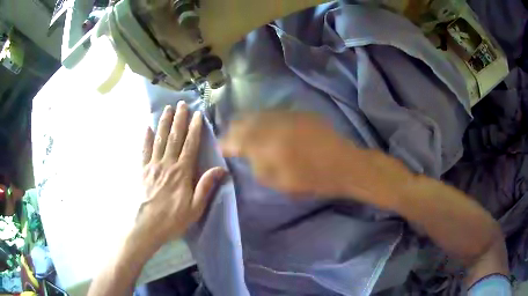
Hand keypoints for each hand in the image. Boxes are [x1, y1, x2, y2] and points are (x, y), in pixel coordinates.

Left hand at [137, 102, 225, 250]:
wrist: (148, 226)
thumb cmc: (173, 219)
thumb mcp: (195, 208)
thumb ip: (206, 186)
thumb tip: (221, 169)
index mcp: (182, 172)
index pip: (190, 145)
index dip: (194, 129)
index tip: (197, 114)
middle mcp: (167, 164)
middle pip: (174, 137)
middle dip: (178, 119)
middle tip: (181, 103)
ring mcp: (153, 166)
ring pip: (159, 140)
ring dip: (164, 123)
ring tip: (167, 109)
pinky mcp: (143, 171)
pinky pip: (144, 151)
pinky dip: (146, 138)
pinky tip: (147, 127)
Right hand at [221, 112, 413, 208]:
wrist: (344, 164)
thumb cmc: (312, 180)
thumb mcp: (279, 182)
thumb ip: (258, 166)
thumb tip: (246, 155)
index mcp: (267, 145)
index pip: (235, 139)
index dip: (225, 143)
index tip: (222, 148)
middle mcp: (273, 124)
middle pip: (243, 121)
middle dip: (234, 130)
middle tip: (231, 140)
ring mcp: (287, 115)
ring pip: (258, 114)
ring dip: (248, 123)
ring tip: (246, 132)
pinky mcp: (299, 113)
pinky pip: (274, 113)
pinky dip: (264, 120)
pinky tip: (267, 127)